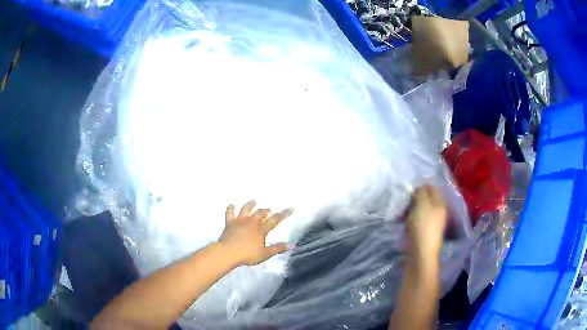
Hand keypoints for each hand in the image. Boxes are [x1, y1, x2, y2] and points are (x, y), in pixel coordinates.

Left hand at [220, 201, 293, 265]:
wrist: (228, 252)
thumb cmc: (248, 255)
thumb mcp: (265, 254)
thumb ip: (278, 249)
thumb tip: (292, 245)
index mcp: (261, 229)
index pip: (274, 220)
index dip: (283, 214)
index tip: (290, 208)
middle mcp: (251, 222)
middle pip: (260, 213)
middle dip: (266, 210)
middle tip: (269, 209)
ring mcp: (239, 221)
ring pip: (246, 209)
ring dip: (250, 204)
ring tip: (253, 201)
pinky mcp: (229, 222)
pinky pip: (230, 212)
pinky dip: (231, 208)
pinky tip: (232, 205)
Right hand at [406, 185, 446, 261]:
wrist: (421, 253)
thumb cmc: (423, 226)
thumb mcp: (422, 204)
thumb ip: (421, 193)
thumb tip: (419, 189)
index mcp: (440, 203)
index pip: (432, 188)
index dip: (420, 188)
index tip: (409, 192)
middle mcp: (438, 212)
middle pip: (425, 200)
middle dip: (413, 201)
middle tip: (404, 205)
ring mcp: (432, 223)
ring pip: (420, 211)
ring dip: (410, 211)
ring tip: (401, 215)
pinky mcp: (424, 233)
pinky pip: (417, 222)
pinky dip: (410, 221)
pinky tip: (404, 225)